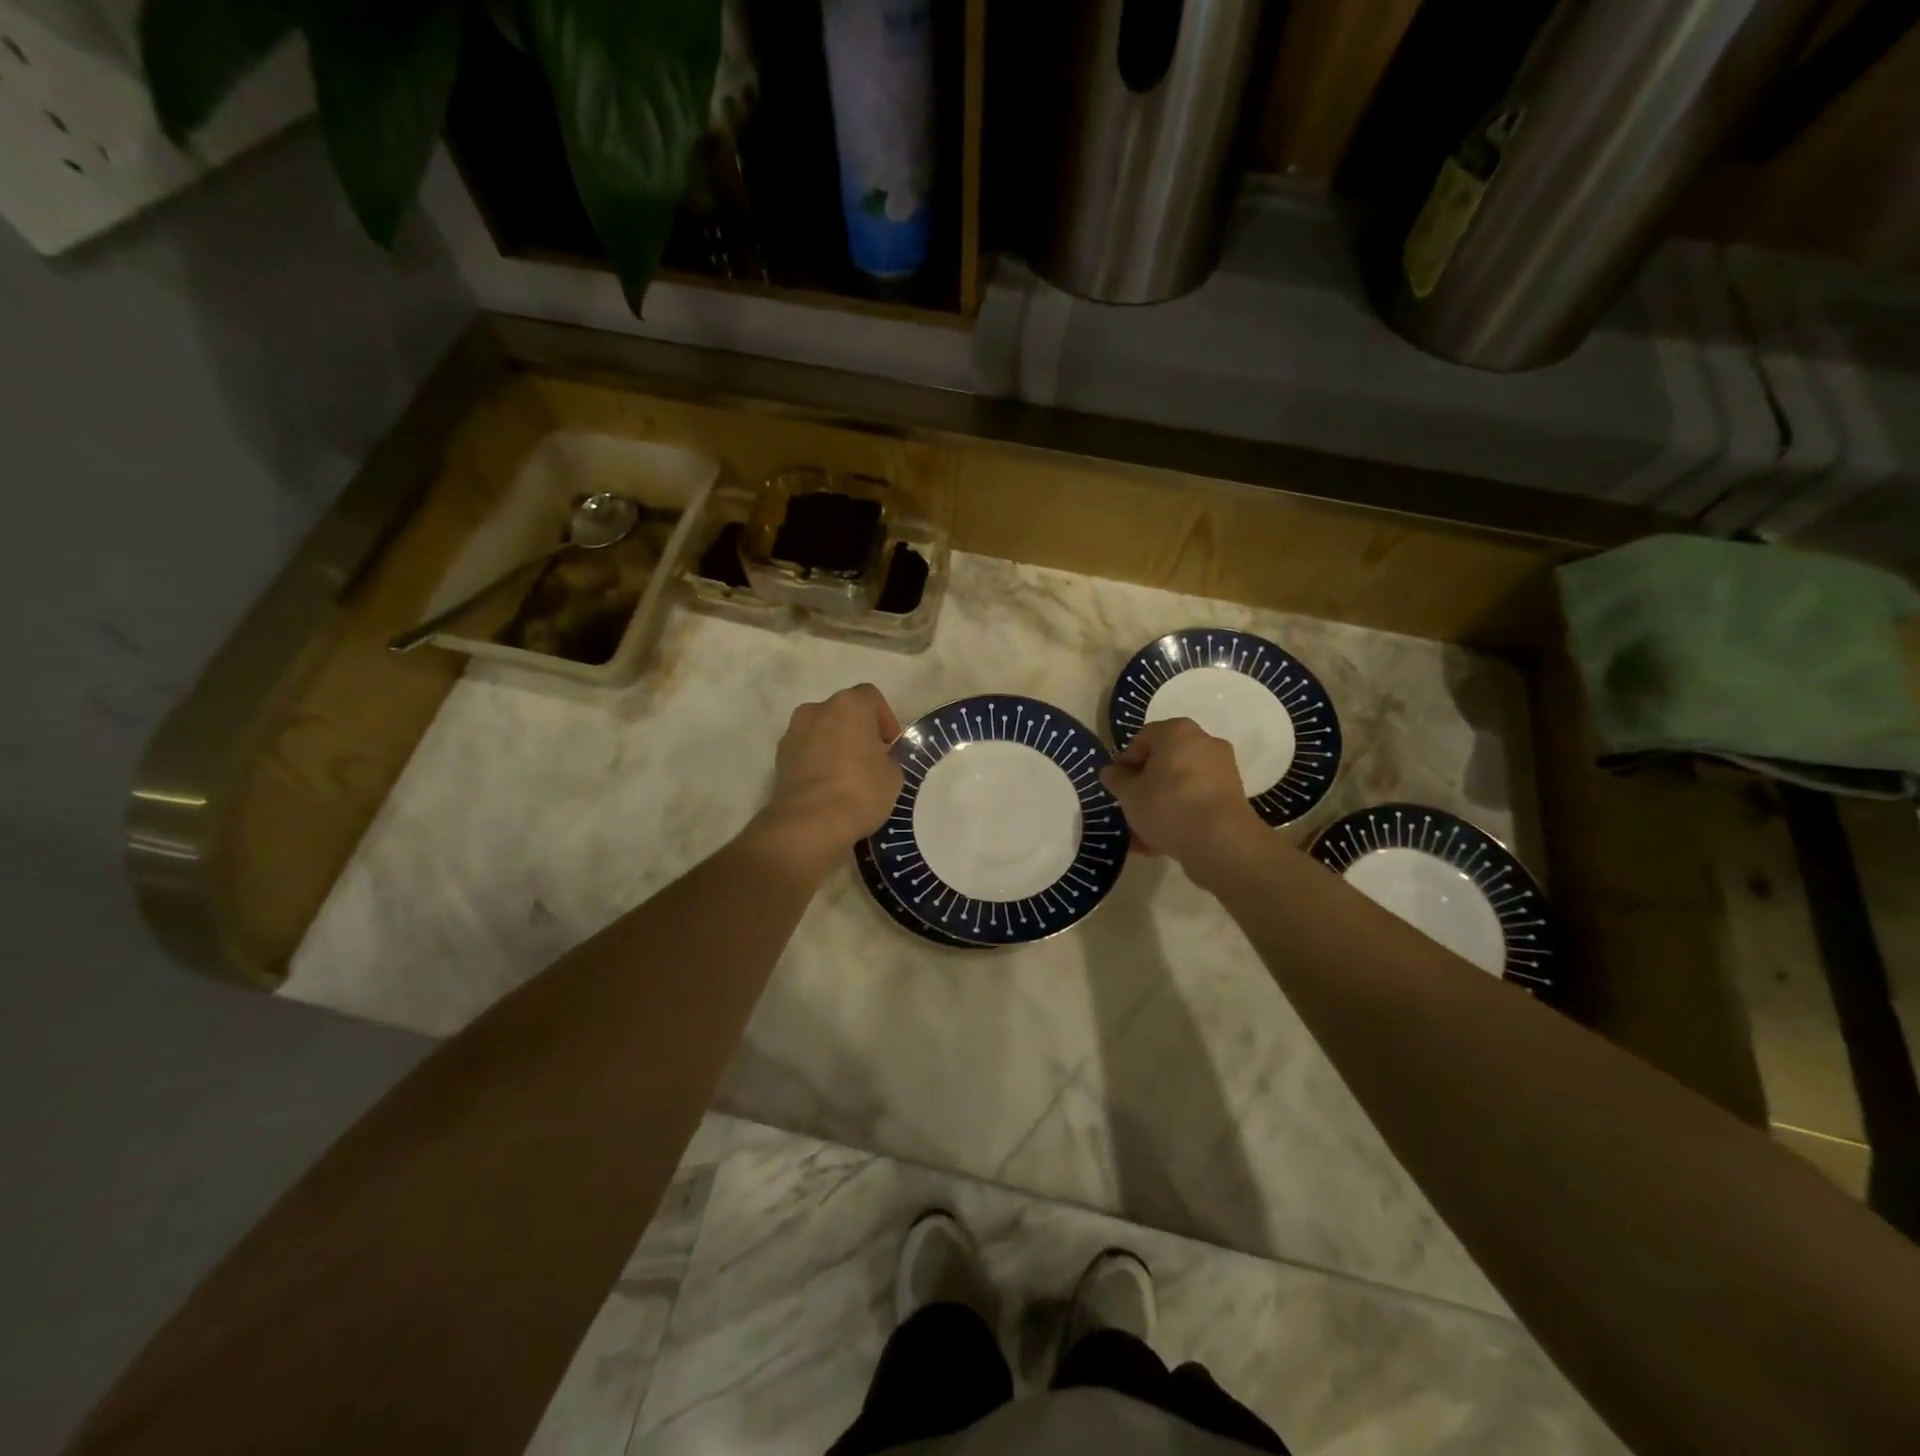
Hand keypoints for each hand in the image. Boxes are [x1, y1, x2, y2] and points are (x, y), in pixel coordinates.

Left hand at [752, 683, 903, 873]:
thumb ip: (888, 758)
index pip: (871, 697)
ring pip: (821, 731)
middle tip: (870, 759)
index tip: (890, 746)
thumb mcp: (893, 776)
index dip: (885, 719)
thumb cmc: (860, 790)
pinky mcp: (779, 758)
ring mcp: (793, 733)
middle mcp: (817, 710)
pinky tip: (828, 788)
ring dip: (834, 745)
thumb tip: (879, 760)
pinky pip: (805, 752)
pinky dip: (817, 762)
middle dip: (857, 731)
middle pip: (843, 712)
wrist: (809, 823)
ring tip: (847, 776)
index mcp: (849, 705)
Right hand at [1099, 717, 1265, 872]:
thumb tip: (1111, 772)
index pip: (1143, 739)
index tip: (1116, 785)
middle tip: (1129, 807)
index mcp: (1177, 731)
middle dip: (1145, 786)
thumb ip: (1116, 780)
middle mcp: (1204, 743)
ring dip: (1160, 805)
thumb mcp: (1129, 794)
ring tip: (1142, 834)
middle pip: (1164, 763)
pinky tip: (1161, 842)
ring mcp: (1222, 770)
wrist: (1219, 840)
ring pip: (1180, 786)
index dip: (1125, 762)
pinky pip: (1197, 802)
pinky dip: (1180, 816)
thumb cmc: (1167, 804)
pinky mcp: (1232, 797)